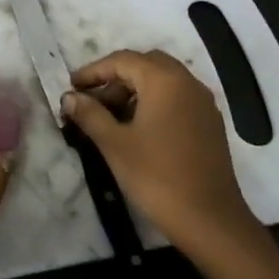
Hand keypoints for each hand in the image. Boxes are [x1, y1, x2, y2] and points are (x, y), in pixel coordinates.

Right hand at [63, 49, 258, 261]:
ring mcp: (203, 103)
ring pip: (163, 81)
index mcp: (165, 81)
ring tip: (110, 118)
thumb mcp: (114, 144)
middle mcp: (188, 82)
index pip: (123, 60)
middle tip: (92, 101)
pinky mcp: (209, 123)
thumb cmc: (156, 176)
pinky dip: (154, 103)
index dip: (93, 71)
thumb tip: (69, 97)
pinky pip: (177, 98)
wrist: (208, 218)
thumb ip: (90, 114)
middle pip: (145, 65)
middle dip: (115, 78)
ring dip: (134, 90)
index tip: (71, 87)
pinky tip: (137, 129)